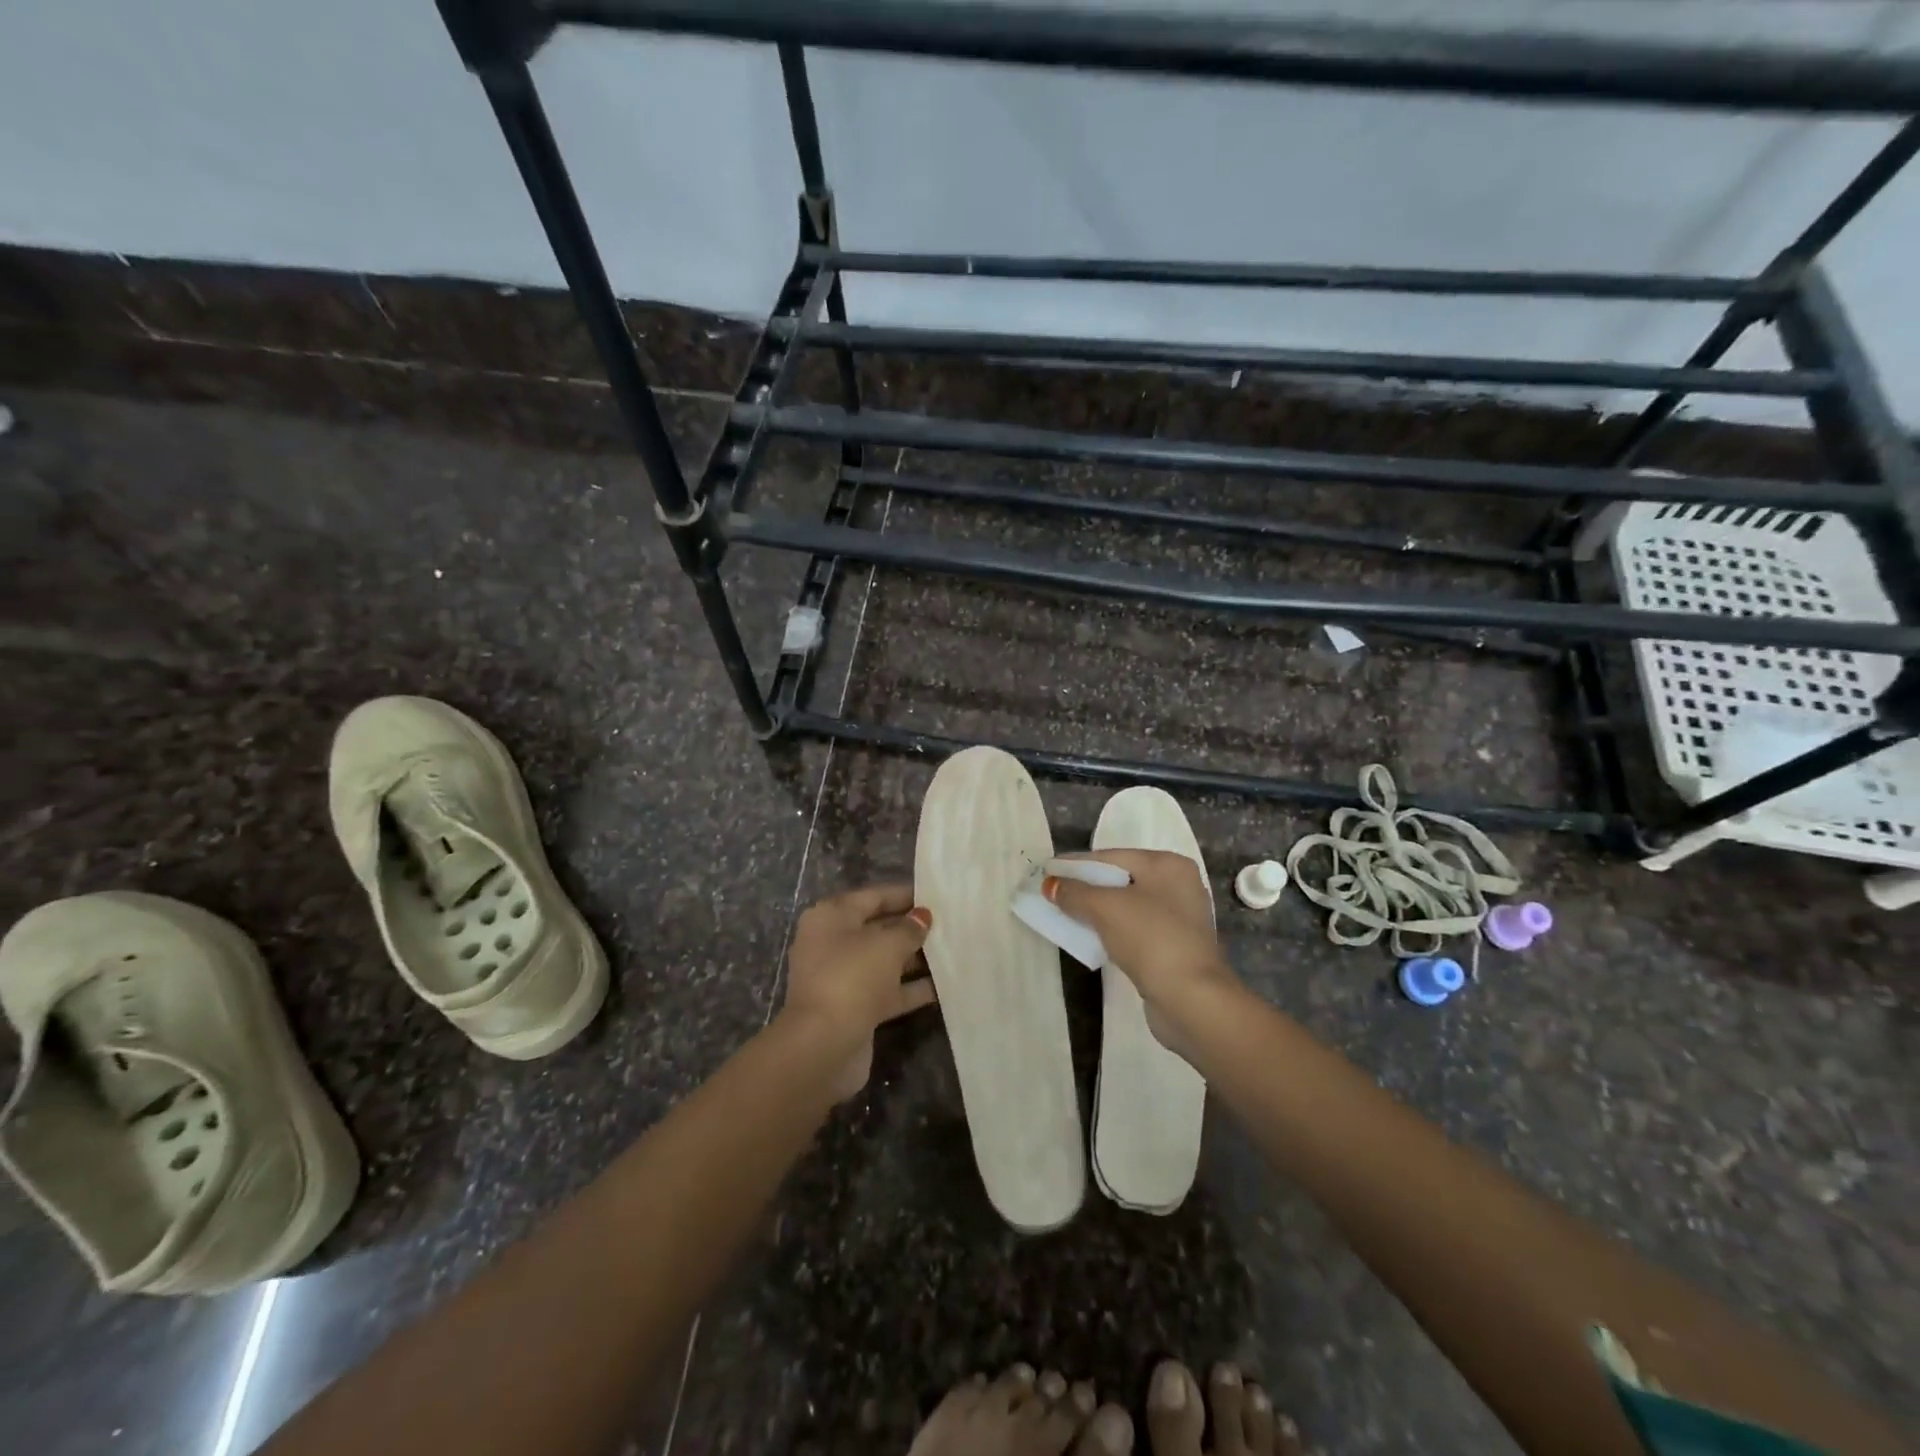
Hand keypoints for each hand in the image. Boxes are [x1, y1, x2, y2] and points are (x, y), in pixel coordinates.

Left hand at [780, 884, 936, 1099]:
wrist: (824, 1044)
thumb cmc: (852, 977)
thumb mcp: (887, 944)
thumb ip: (909, 928)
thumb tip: (922, 917)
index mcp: (831, 917)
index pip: (872, 897)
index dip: (904, 894)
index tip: (935, 895)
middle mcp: (833, 943)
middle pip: (878, 928)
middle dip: (911, 927)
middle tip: (949, 924)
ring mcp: (843, 978)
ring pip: (884, 961)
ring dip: (914, 958)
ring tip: (953, 951)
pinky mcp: (855, 1008)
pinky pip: (888, 990)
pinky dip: (911, 988)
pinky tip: (944, 985)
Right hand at [1045, 851, 1236, 1021]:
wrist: (1192, 999)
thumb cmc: (1150, 939)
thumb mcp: (1105, 908)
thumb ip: (1074, 892)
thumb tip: (1050, 885)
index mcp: (1168, 865)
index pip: (1112, 857)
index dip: (1077, 864)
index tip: (1047, 872)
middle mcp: (1178, 885)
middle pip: (1121, 880)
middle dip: (1086, 887)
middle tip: (1054, 894)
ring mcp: (1180, 919)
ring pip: (1127, 906)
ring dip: (1098, 911)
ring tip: (1066, 915)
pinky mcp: (1174, 947)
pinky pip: (1135, 930)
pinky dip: (1112, 930)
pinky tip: (1093, 938)